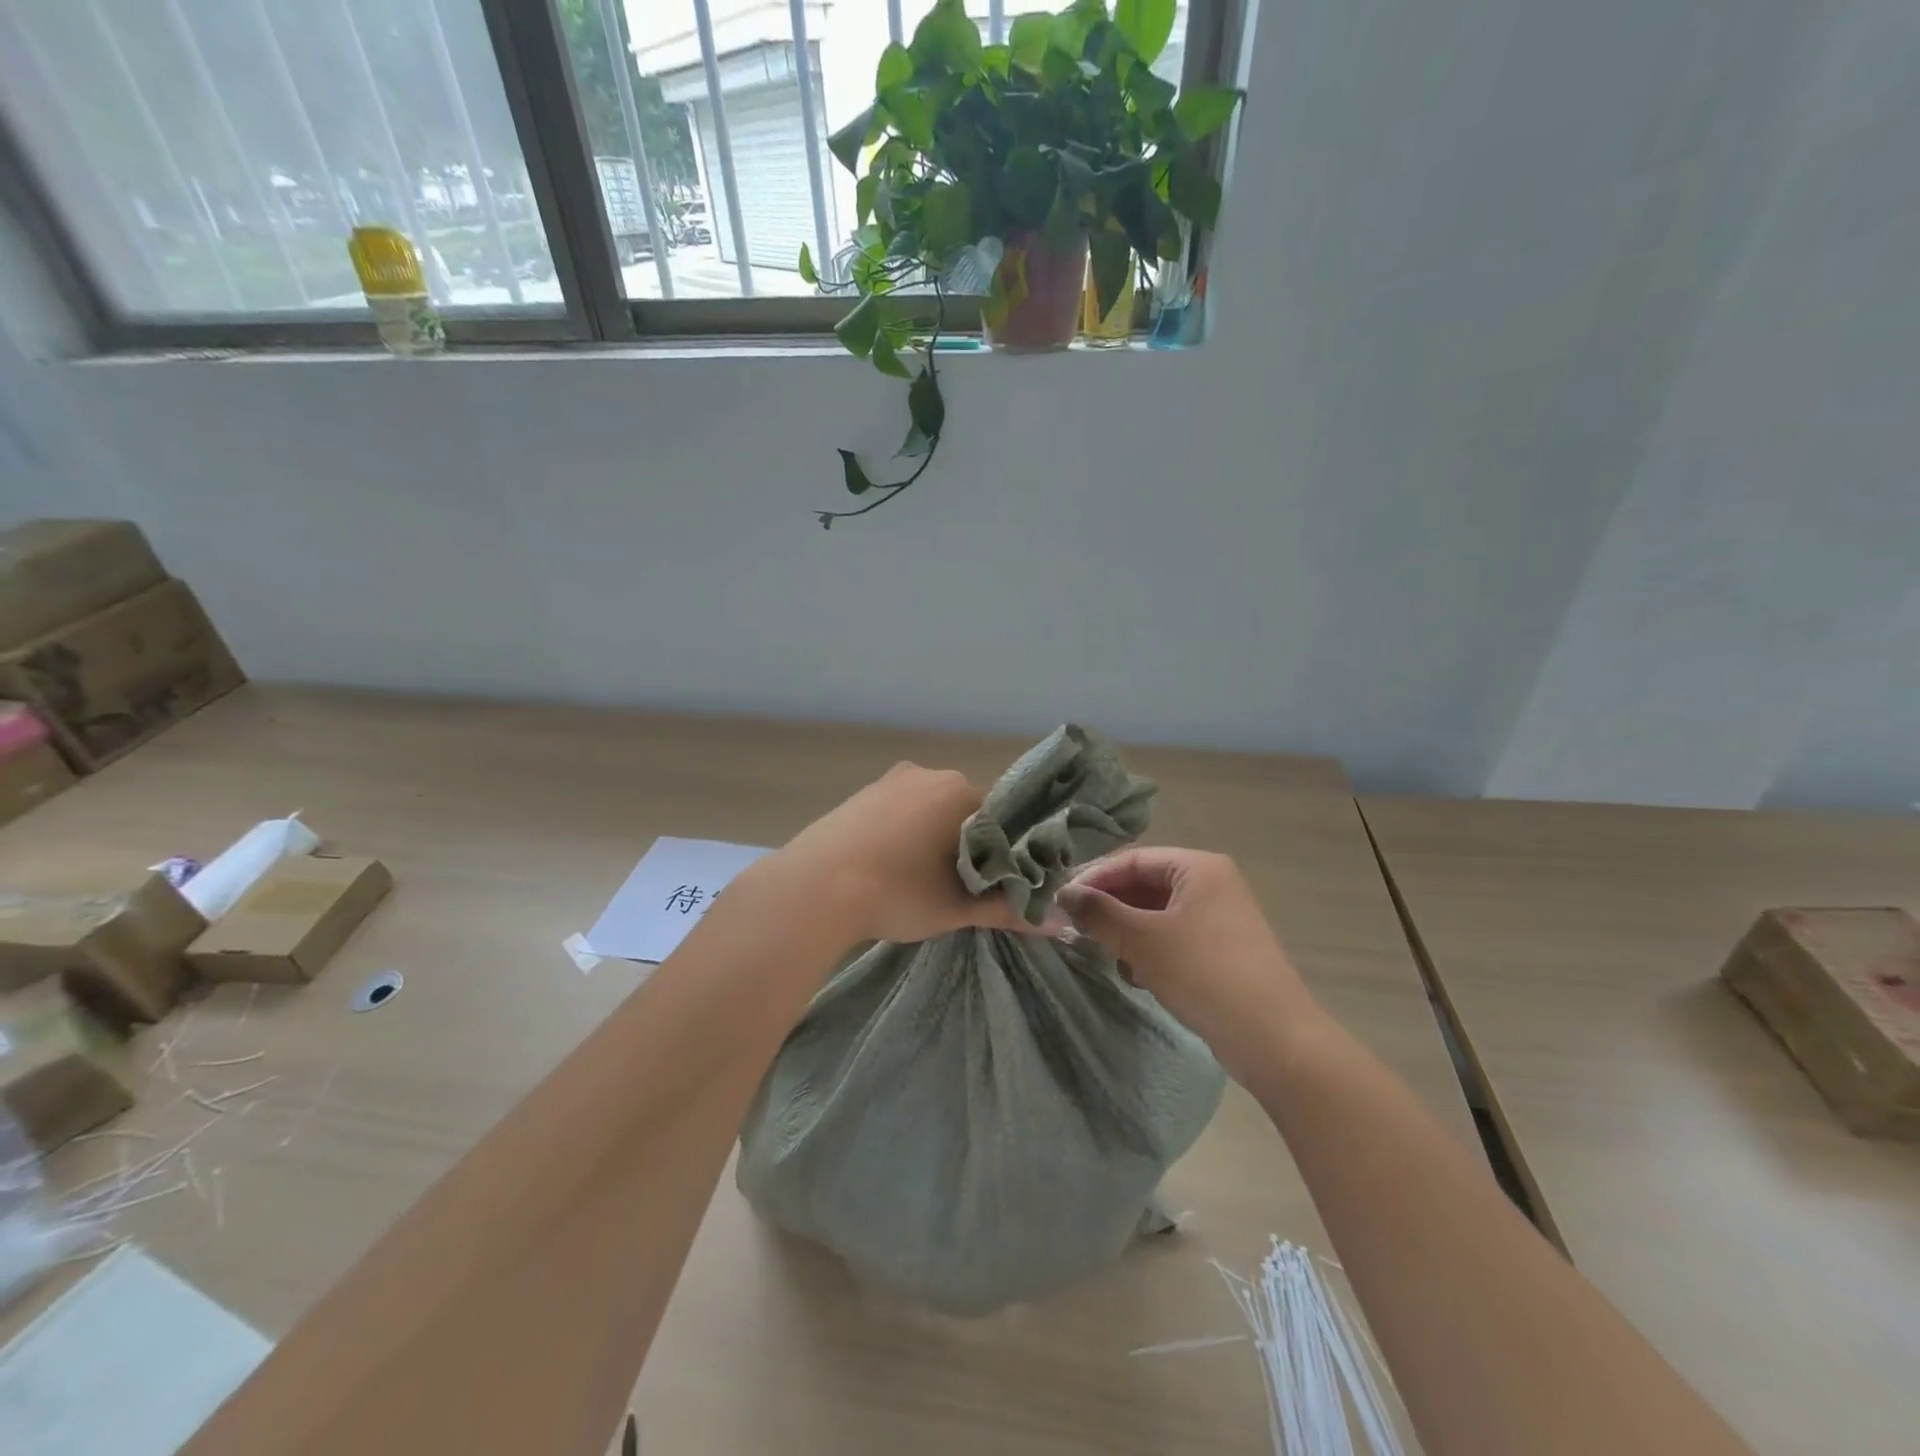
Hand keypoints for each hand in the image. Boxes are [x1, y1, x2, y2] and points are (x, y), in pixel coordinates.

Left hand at [776, 762, 1062, 945]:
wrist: (812, 890)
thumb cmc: (896, 892)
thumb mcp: (955, 907)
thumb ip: (1006, 911)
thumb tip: (1057, 924)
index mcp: (957, 790)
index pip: (999, 817)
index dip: (1002, 852)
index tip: (995, 883)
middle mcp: (924, 774)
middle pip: (961, 811)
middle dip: (965, 845)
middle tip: (958, 888)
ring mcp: (886, 783)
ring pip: (925, 811)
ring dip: (930, 840)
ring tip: (920, 882)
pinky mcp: (856, 797)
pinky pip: (894, 813)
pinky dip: (900, 836)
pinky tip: (887, 868)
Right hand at [1056, 848, 1321, 1084]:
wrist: (1273, 1039)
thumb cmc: (1203, 974)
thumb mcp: (1141, 940)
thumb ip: (1098, 912)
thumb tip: (1063, 893)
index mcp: (1198, 867)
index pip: (1132, 859)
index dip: (1093, 878)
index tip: (1060, 901)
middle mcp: (1212, 884)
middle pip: (1144, 884)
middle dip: (1110, 908)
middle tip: (1075, 929)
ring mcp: (1220, 918)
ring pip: (1156, 914)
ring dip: (1127, 933)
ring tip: (1108, 956)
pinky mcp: (1222, 950)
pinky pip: (1173, 937)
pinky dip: (1149, 951)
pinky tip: (1138, 976)